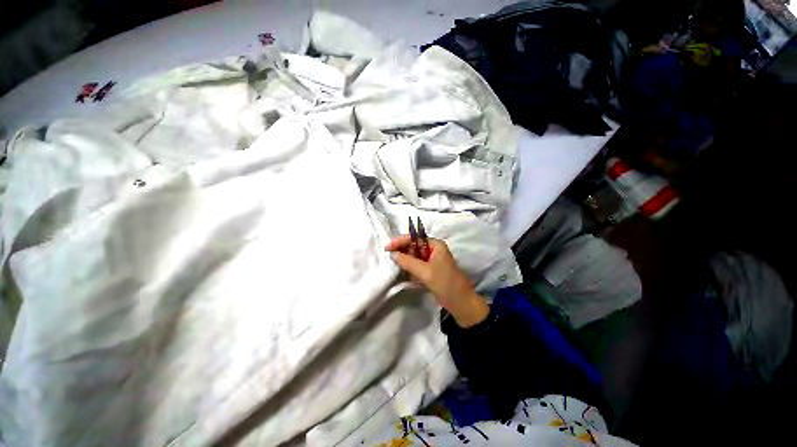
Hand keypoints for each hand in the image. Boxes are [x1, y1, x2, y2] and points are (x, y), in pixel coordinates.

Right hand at [385, 235, 488, 327]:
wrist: (461, 305)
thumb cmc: (446, 284)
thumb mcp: (426, 272)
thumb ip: (408, 262)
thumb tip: (393, 254)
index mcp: (436, 245)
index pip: (415, 238)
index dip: (400, 241)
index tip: (387, 247)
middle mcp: (433, 250)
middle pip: (413, 246)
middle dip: (402, 251)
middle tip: (388, 256)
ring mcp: (432, 261)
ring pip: (413, 257)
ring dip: (404, 260)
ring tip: (393, 264)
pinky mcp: (429, 271)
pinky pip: (416, 266)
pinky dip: (409, 268)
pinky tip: (402, 271)